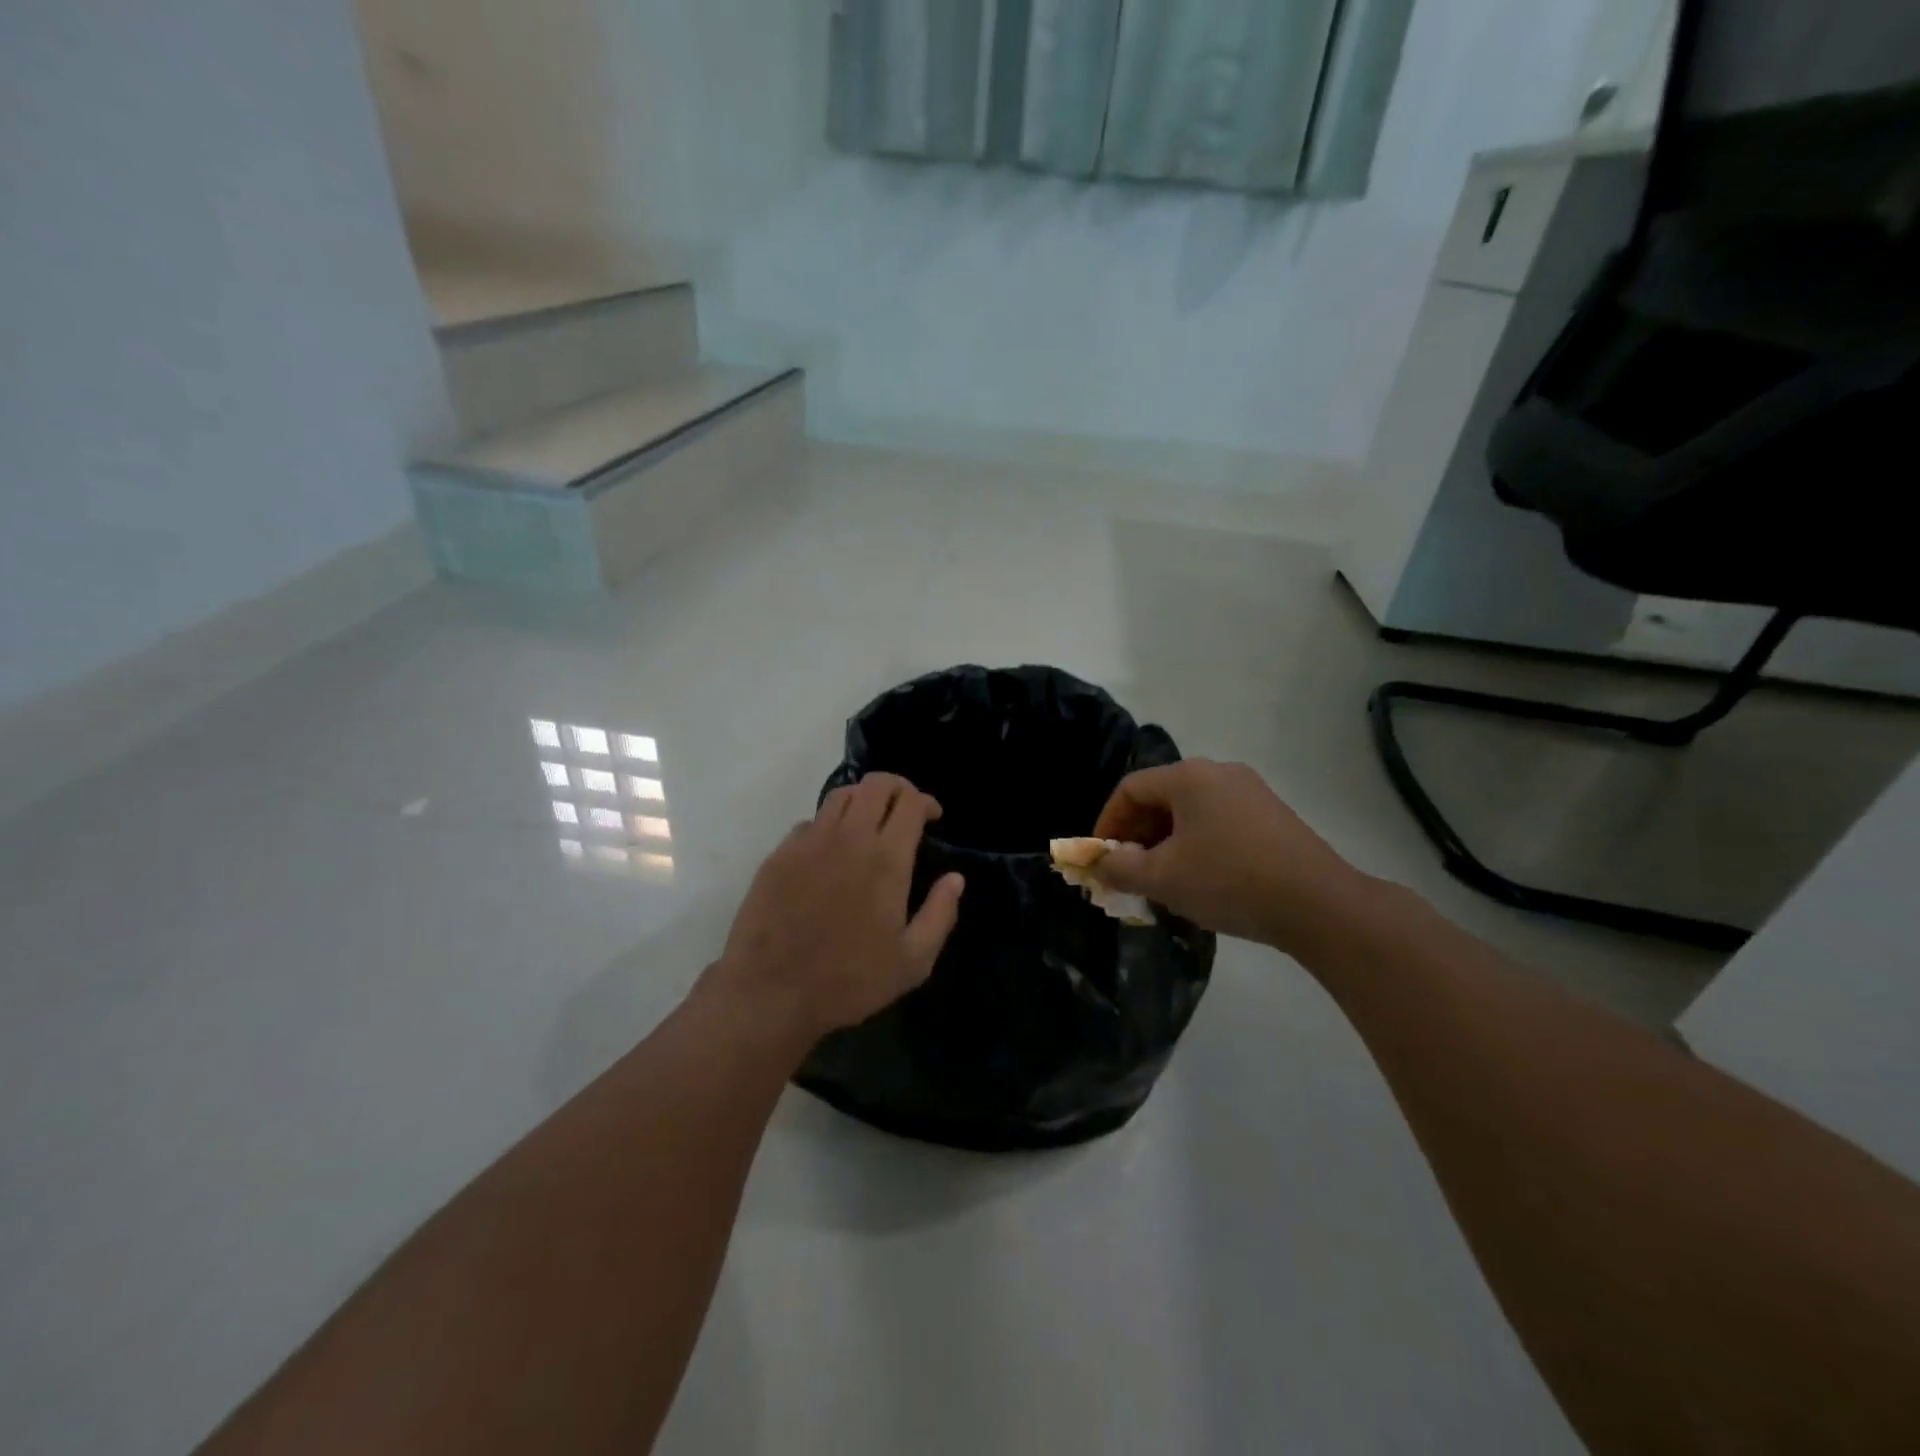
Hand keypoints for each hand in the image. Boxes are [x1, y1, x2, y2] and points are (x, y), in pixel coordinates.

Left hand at [703, 773, 964, 1049]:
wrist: (770, 992)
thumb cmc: (849, 981)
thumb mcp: (913, 961)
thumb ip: (940, 914)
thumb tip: (955, 878)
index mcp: (886, 859)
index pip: (910, 802)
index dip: (926, 801)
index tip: (933, 817)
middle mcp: (849, 838)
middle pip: (876, 784)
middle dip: (898, 788)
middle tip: (905, 810)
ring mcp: (809, 842)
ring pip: (841, 796)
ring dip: (863, 799)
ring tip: (870, 822)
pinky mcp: (780, 854)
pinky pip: (811, 822)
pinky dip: (830, 825)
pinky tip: (831, 851)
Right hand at [1091, 759, 1369, 952]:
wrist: (1318, 904)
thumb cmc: (1228, 881)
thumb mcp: (1162, 878)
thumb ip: (1119, 868)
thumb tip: (1098, 863)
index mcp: (1189, 777)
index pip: (1130, 789)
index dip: (1108, 823)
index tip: (1102, 858)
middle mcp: (1219, 772)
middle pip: (1161, 797)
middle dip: (1138, 835)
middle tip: (1129, 872)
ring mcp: (1251, 791)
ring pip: (1191, 812)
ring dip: (1167, 843)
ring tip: (1163, 881)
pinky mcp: (1272, 815)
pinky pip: (1219, 822)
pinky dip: (1198, 845)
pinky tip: (1202, 879)